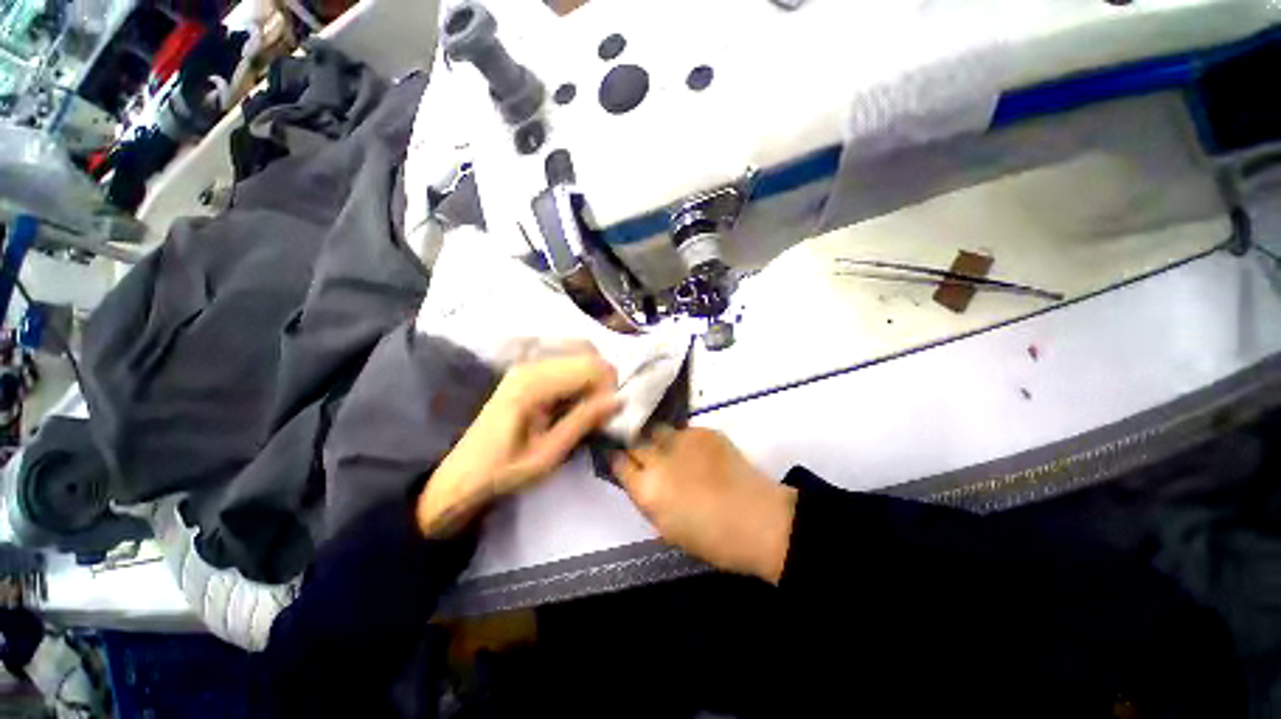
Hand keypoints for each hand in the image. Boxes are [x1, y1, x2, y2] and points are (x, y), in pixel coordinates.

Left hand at [417, 352, 619, 536]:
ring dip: (594, 377)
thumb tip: (618, 399)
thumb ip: (583, 422)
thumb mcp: (549, 454)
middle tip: (601, 412)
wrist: (463, 475)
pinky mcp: (528, 370)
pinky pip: (567, 361)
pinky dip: (581, 377)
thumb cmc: (504, 470)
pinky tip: (575, 401)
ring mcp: (528, 364)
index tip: (608, 415)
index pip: (590, 365)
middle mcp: (531, 365)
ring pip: (580, 353)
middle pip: (587, 353)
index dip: (608, 387)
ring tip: (590, 407)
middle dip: (604, 380)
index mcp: (533, 384)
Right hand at [611, 427, 796, 583]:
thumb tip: (639, 481)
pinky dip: (684, 441)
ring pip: (658, 431)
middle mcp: (659, 458)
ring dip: (658, 440)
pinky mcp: (703, 431)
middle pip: (635, 442)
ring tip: (671, 450)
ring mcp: (682, 440)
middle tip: (644, 455)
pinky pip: (684, 431)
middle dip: (635, 447)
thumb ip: (647, 499)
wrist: (758, 519)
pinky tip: (696, 453)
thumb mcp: (667, 527)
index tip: (618, 459)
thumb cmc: (711, 538)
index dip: (617, 460)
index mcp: (647, 489)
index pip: (619, 463)